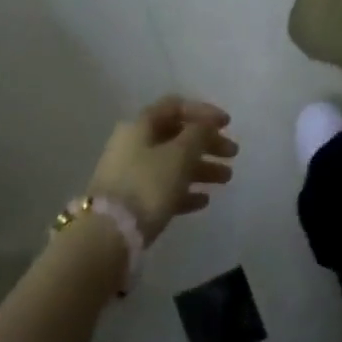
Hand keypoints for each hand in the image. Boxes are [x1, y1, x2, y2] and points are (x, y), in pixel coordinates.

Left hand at [87, 96, 236, 240]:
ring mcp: (131, 174)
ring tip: (227, 179)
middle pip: (177, 136)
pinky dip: (185, 190)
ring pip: (172, 163)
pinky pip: (163, 188)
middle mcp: (133, 144)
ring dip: (201, 168)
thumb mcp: (180, 154)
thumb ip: (199, 134)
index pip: (175, 106)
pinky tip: (204, 201)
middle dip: (207, 143)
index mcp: (141, 126)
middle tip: (232, 154)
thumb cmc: (148, 184)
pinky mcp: (132, 201)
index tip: (228, 124)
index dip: (203, 111)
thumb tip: (206, 124)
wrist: (109, 235)